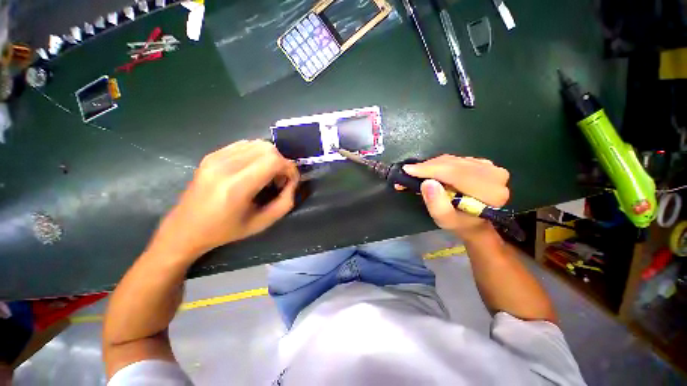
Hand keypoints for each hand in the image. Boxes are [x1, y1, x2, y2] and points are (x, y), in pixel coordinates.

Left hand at [149, 140, 298, 259]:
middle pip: (267, 148)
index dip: (289, 168)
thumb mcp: (262, 223)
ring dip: (270, 157)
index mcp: (236, 186)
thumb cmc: (226, 230)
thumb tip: (292, 182)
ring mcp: (215, 157)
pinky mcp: (211, 155)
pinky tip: (254, 169)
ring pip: (257, 143)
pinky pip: (244, 145)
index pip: (274, 161)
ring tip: (267, 175)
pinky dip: (257, 154)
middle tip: (279, 179)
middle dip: (282, 162)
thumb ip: (285, 202)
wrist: (186, 228)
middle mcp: (224, 166)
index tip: (290, 181)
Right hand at [402, 155, 509, 240]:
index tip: (408, 170)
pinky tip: (430, 172)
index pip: (456, 173)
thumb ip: (437, 204)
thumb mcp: (445, 220)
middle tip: (408, 172)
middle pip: (453, 164)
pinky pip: (455, 159)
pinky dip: (439, 164)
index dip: (430, 170)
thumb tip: (427, 183)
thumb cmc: (460, 224)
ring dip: (431, 166)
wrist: (475, 222)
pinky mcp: (482, 163)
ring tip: (416, 173)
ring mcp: (489, 167)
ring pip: (452, 160)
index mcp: (490, 192)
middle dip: (427, 167)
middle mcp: (494, 175)